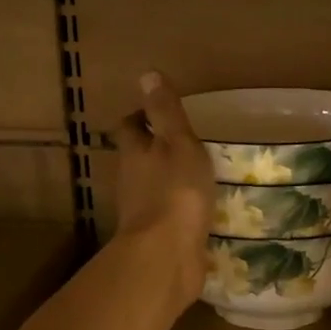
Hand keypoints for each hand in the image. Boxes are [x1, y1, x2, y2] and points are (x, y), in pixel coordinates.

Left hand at [115, 72, 213, 303]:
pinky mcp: (157, 238)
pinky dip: (178, 210)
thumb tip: (146, 74)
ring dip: (167, 180)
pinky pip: (167, 217)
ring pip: (151, 187)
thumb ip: (166, 112)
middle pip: (137, 157)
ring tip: (197, 175)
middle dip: (154, 149)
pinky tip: (200, 211)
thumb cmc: (175, 192)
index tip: (159, 112)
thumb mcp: (178, 143)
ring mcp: (142, 211)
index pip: (130, 126)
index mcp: (135, 153)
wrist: (166, 255)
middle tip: (183, 143)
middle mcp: (131, 180)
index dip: (142, 116)